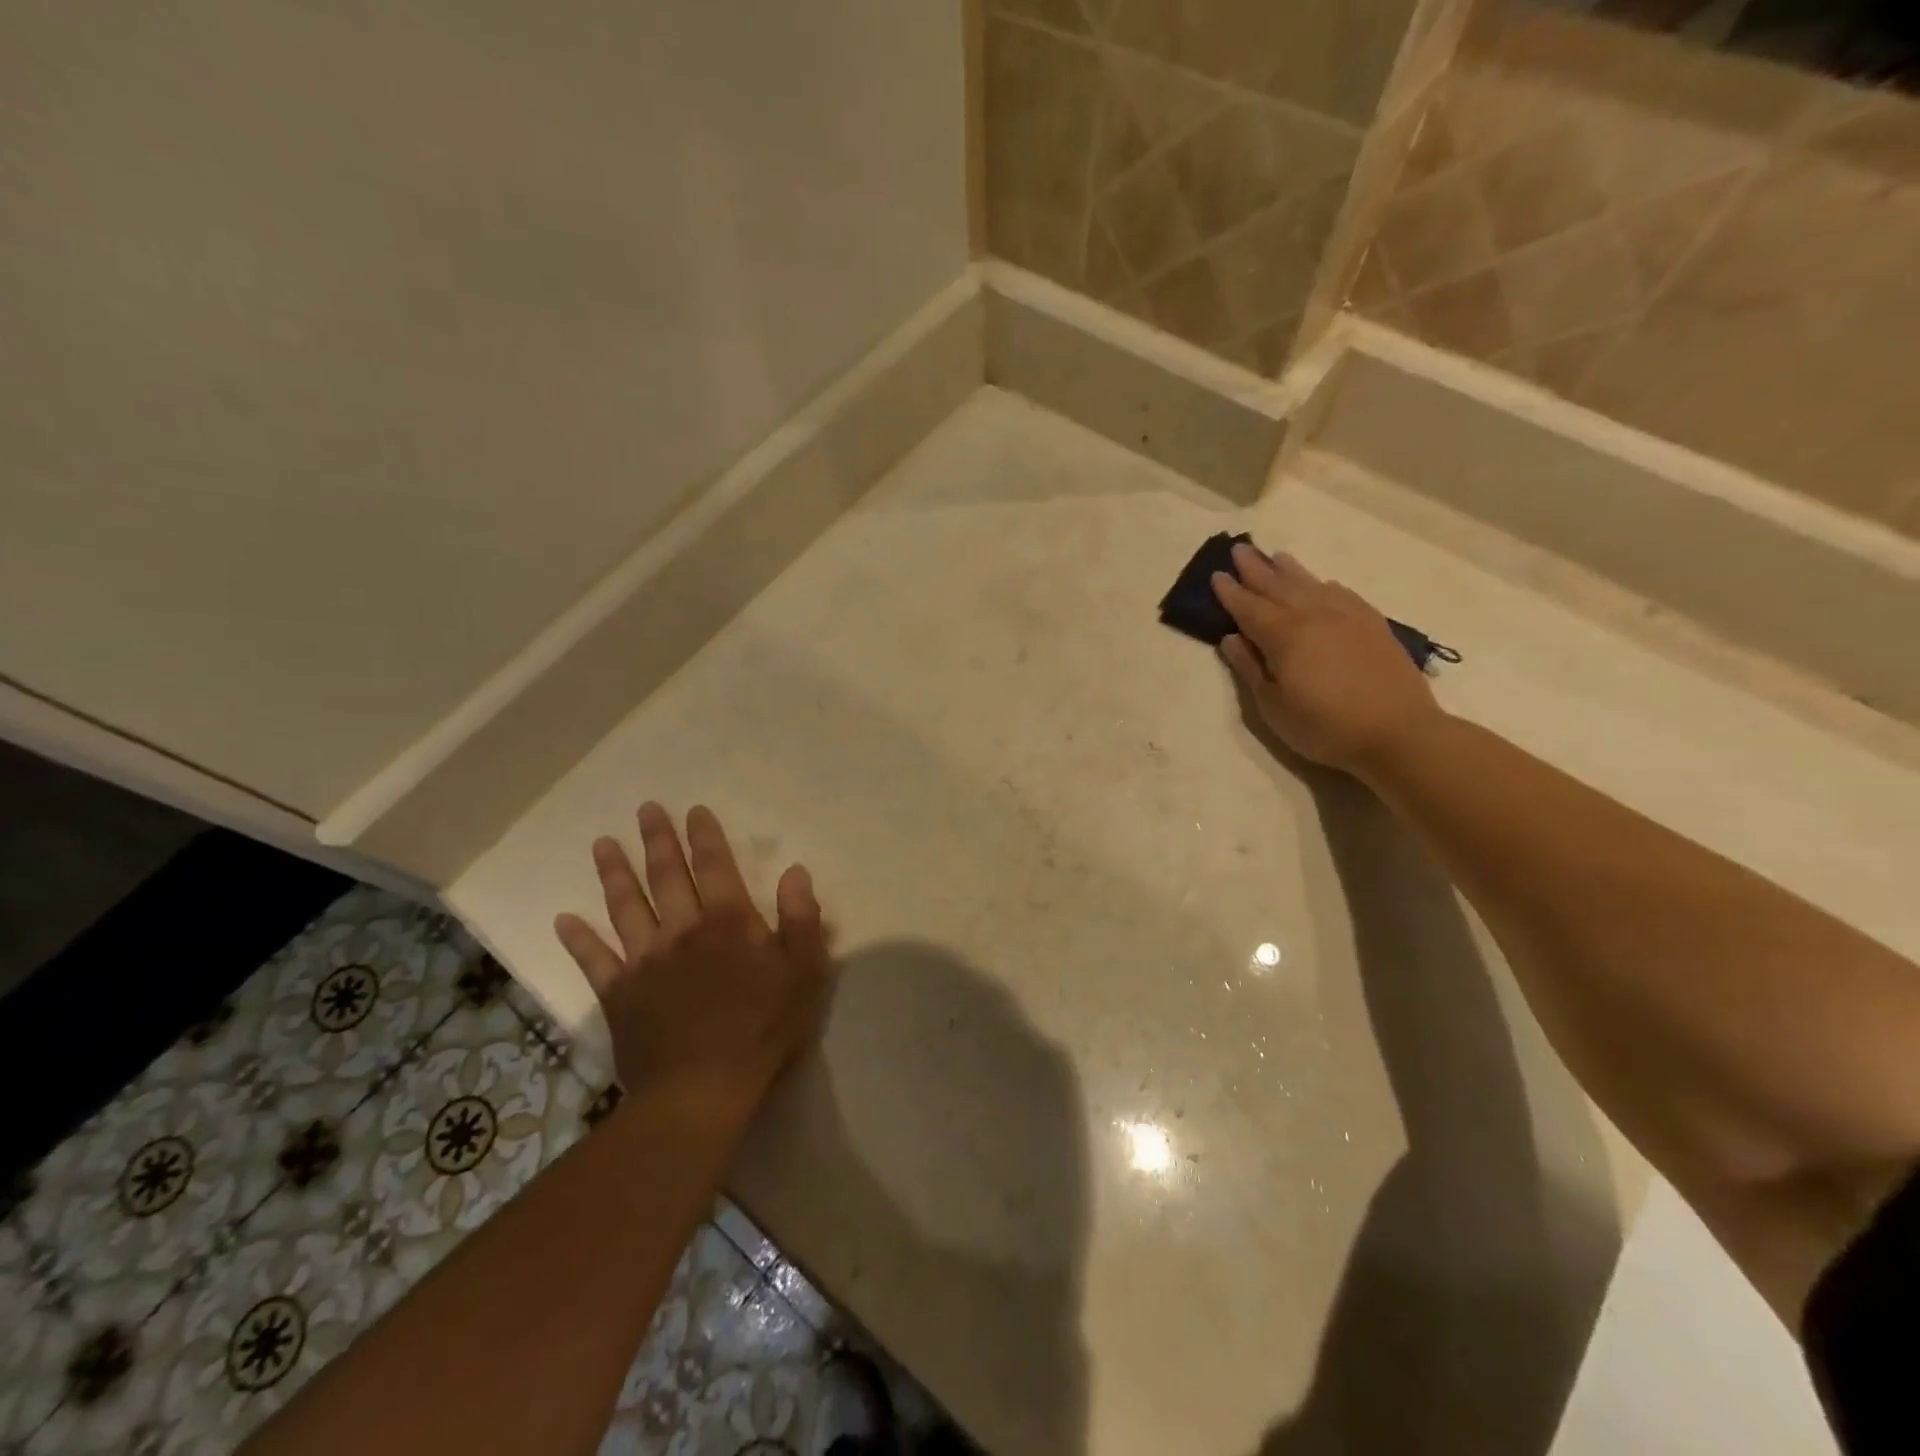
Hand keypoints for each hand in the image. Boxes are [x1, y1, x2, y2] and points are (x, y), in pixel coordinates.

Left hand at [553, 803, 831, 1122]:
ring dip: (615, 874)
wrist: (700, 1092)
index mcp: (728, 924)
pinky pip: (594, 961)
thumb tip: (795, 871)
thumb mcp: (803, 973)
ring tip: (602, 844)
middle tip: (645, 809)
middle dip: (658, 841)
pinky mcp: (619, 995)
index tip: (694, 810)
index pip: (716, 868)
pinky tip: (563, 920)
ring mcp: (645, 962)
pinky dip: (578, 940)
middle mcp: (682, 931)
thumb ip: (801, 919)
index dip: (706, 837)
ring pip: (627, 908)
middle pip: (667, 877)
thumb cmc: (761, 1030)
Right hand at [1212, 542, 1441, 775]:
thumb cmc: (1325, 726)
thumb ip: (1250, 669)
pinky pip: (1341, 593)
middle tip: (1239, 549)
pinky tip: (1321, 583)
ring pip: (1310, 584)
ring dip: (1288, 569)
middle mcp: (1313, 615)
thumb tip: (1231, 639)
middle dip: (1255, 568)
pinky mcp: (1372, 624)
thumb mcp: (1273, 707)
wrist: (1398, 732)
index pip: (1248, 607)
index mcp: (1284, 635)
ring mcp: (1347, 616)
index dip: (1230, 592)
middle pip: (1277, 586)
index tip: (1216, 575)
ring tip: (1274, 556)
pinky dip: (1323, 584)